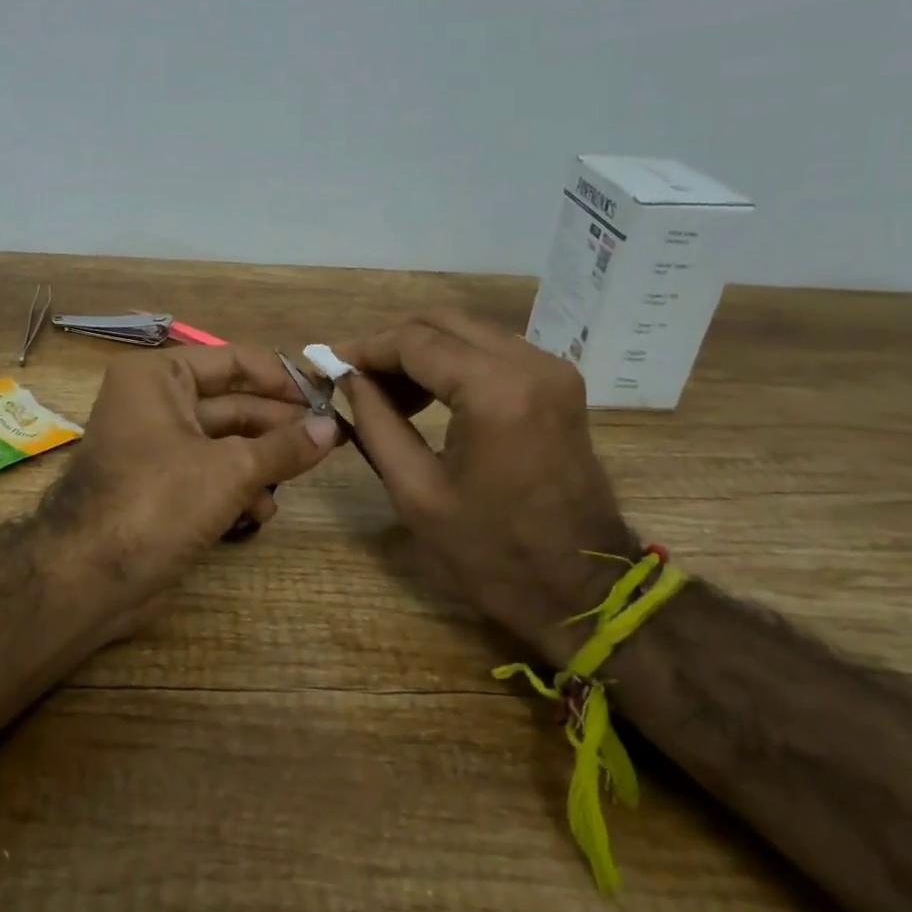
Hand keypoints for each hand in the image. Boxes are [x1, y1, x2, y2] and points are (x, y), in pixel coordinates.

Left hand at [42, 344, 340, 642]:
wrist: (89, 577)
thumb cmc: (158, 501)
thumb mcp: (230, 469)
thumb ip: (284, 446)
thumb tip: (331, 427)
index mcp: (159, 376)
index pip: (233, 361)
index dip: (282, 378)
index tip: (327, 396)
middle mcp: (153, 402)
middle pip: (232, 403)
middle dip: (277, 426)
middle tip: (329, 439)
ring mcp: (155, 446)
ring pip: (223, 443)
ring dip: (261, 463)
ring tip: (296, 480)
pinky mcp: (158, 486)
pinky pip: (208, 474)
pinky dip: (236, 489)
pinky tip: (262, 512)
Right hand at [335, 310, 632, 666]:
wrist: (582, 589)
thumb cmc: (492, 552)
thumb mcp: (415, 491)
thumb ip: (376, 423)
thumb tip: (350, 379)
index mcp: (496, 391)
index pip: (415, 341)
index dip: (366, 348)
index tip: (329, 363)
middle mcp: (530, 364)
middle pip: (443, 322)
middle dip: (392, 344)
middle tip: (356, 379)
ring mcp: (552, 370)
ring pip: (468, 331)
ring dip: (422, 351)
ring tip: (386, 394)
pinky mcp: (559, 384)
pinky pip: (492, 350)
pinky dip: (453, 362)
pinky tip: (428, 397)